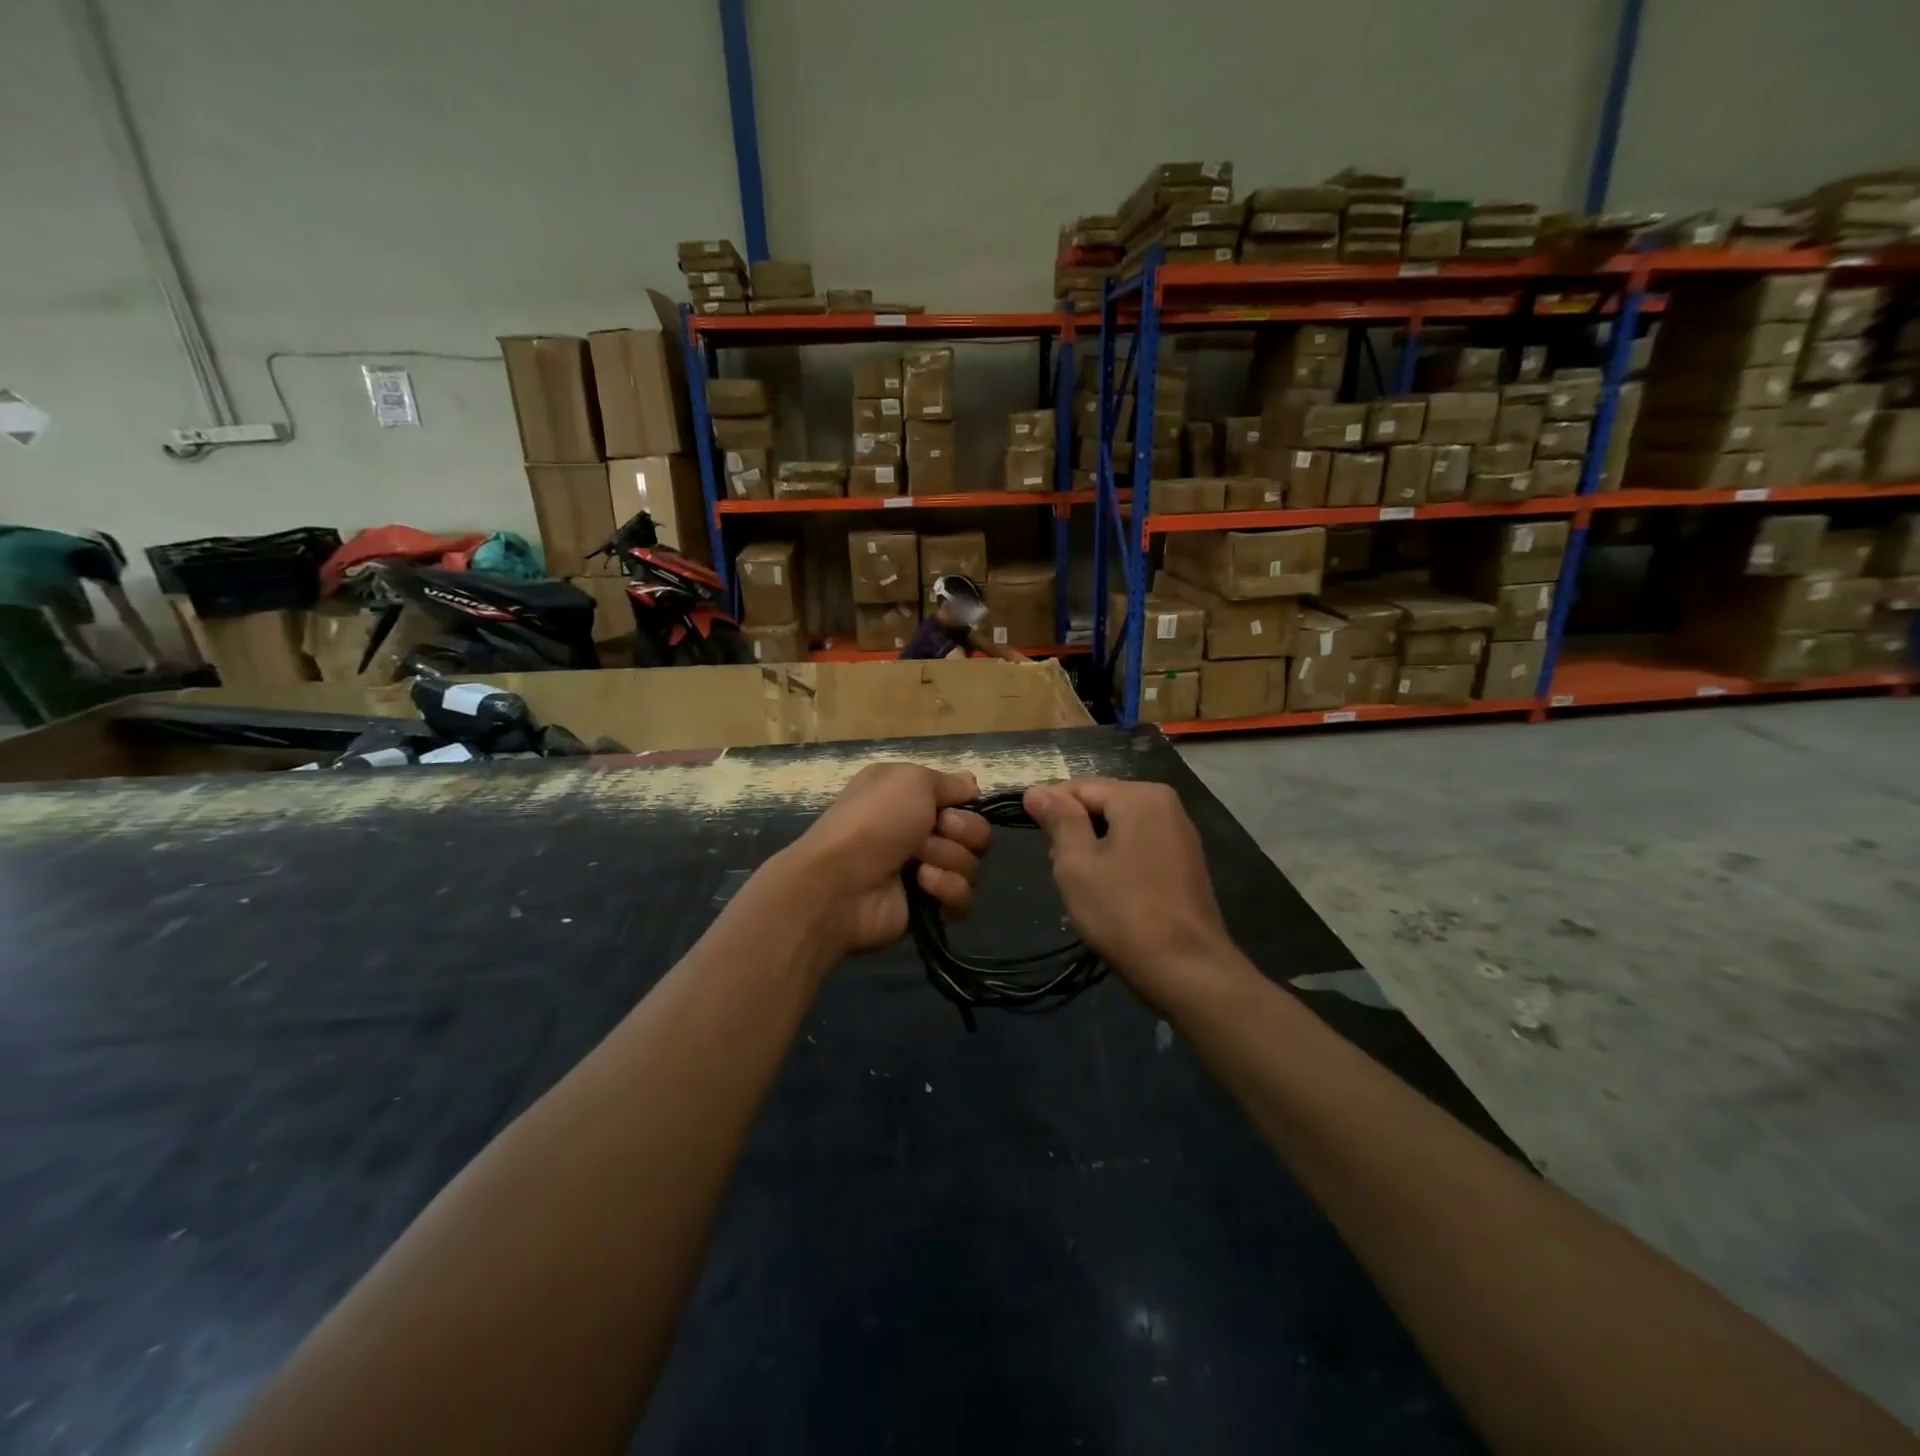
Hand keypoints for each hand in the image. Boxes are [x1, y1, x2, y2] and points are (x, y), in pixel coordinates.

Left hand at [776, 763, 990, 958]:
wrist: (840, 883)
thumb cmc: (874, 821)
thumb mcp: (911, 780)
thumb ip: (949, 782)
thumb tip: (971, 785)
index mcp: (911, 797)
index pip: (964, 800)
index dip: (966, 804)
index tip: (952, 807)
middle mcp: (919, 831)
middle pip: (976, 833)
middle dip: (962, 832)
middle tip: (932, 832)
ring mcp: (925, 870)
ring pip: (971, 865)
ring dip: (948, 860)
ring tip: (918, 865)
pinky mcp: (929, 907)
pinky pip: (962, 898)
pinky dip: (946, 889)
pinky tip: (921, 886)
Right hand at [1023, 778, 1239, 1010]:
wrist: (1187, 970)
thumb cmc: (1123, 911)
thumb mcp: (1077, 863)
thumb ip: (1058, 820)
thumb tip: (1036, 790)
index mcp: (1141, 796)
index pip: (1079, 787)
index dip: (1048, 809)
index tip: (1030, 837)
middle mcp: (1166, 805)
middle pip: (1101, 805)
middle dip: (1074, 832)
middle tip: (1059, 870)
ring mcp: (1180, 836)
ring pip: (1119, 829)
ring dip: (1094, 851)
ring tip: (1081, 886)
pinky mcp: (1185, 865)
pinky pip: (1139, 849)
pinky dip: (1117, 863)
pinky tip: (1108, 895)